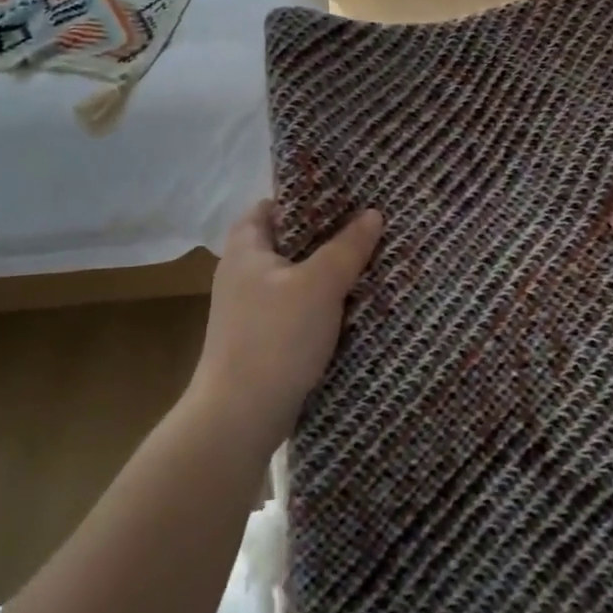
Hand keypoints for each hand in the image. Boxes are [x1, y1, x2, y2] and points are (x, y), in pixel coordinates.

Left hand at [189, 199, 383, 448]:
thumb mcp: (319, 285)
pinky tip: (352, 306)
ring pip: (296, 276)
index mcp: (246, 247)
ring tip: (369, 262)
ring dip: (327, 272)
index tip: (345, 196)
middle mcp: (243, 271)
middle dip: (327, 235)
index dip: (306, 197)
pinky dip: (320, 303)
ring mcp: (250, 308)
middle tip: (368, 227)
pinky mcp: (262, 338)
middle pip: (289, 240)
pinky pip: (296, 307)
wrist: (239, 417)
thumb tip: (373, 213)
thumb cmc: (276, 337)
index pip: (272, 204)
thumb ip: (347, 247)